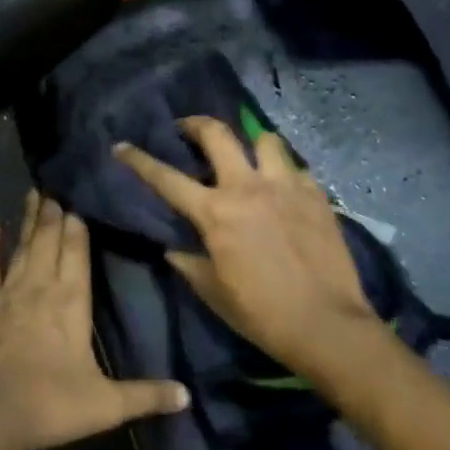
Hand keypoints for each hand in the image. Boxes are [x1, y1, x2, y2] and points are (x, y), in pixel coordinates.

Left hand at [0, 192, 189, 449]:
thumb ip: (146, 395)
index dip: (78, 226)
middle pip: (49, 240)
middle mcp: (41, 286)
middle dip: (54, 214)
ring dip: (29, 220)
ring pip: (23, 246)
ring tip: (34, 194)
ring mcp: (9, 292)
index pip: (77, 252)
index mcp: (72, 301)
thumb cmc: (52, 403)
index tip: (78, 203)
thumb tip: (186, 395)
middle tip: (55, 188)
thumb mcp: (107, 405)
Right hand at [113, 119, 378, 374]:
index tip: (122, 146)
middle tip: (186, 129)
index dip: (139, 159)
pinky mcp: (317, 194)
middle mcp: (248, 187)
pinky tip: (284, 190)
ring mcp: (286, 186)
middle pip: (217, 134)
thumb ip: (188, 263)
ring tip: (248, 157)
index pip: (166, 178)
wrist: (328, 325)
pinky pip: (296, 168)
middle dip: (195, 124)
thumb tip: (173, 248)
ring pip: (265, 139)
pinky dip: (284, 173)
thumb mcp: (214, 292)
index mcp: (215, 213)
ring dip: (251, 144)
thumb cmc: (262, 314)